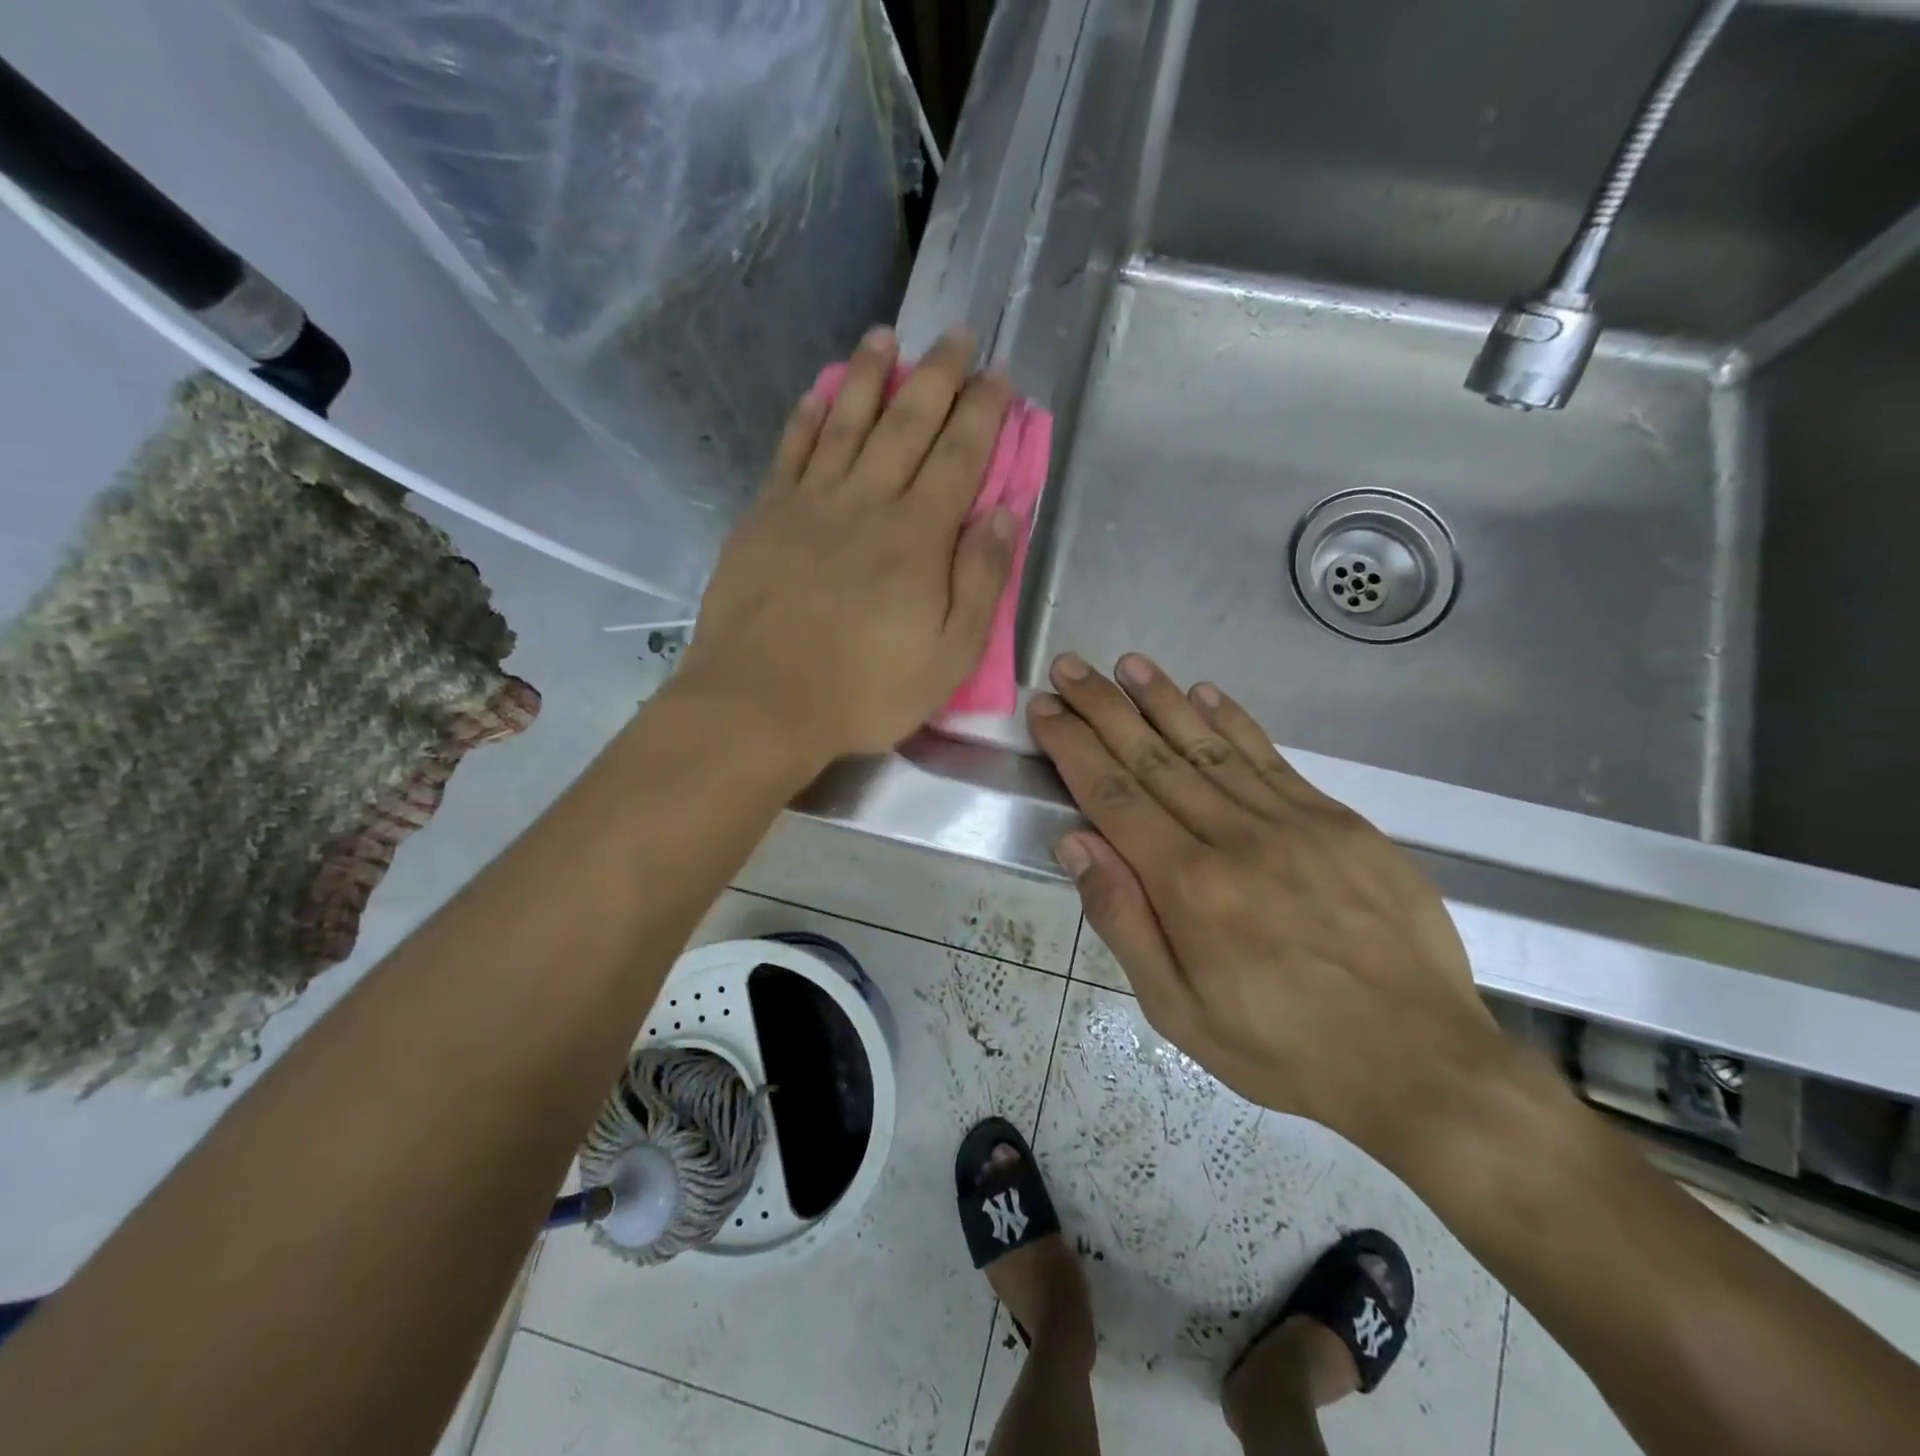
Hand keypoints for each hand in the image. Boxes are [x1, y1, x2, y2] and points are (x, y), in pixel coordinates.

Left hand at [677, 325, 1015, 763]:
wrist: (759, 703)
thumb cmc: (864, 690)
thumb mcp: (948, 656)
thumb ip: (980, 581)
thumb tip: (1002, 512)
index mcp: (917, 537)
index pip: (959, 456)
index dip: (983, 412)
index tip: (999, 375)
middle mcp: (866, 503)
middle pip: (908, 423)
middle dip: (938, 375)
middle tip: (958, 334)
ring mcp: (810, 504)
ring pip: (846, 422)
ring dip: (870, 374)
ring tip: (887, 336)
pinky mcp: (766, 516)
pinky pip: (792, 450)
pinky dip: (809, 415)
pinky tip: (820, 390)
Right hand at [1027, 652, 1503, 1161]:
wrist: (1422, 1064)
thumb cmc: (1284, 1048)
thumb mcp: (1179, 1011)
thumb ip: (1124, 920)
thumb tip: (1076, 843)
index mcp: (1190, 886)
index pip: (1113, 796)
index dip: (1074, 746)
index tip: (1046, 709)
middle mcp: (1235, 838)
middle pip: (1154, 758)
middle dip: (1104, 708)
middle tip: (1070, 666)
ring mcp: (1294, 823)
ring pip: (1211, 746)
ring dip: (1163, 700)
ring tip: (1127, 664)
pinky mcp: (1340, 822)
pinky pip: (1273, 759)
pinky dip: (1235, 722)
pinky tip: (1206, 693)